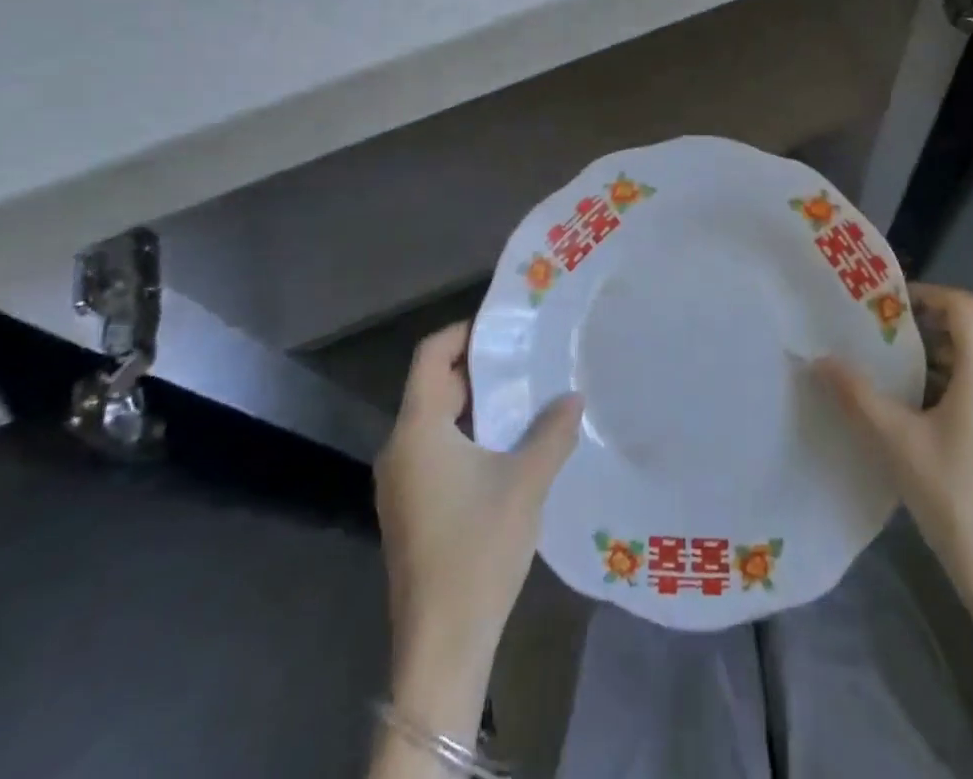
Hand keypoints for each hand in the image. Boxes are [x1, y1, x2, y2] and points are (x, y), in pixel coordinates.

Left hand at [374, 321, 582, 740]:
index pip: (430, 355)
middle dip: (479, 369)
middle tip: (526, 359)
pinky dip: (468, 435)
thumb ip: (552, 431)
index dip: (464, 332)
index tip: (504, 327)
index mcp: (417, 431)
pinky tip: (507, 447)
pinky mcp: (409, 509)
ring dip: (477, 404)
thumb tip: (574, 396)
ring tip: (525, 397)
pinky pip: (436, 449)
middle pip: (433, 386)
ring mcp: (400, 482)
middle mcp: (399, 449)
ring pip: (436, 420)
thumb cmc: (478, 549)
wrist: (441, 644)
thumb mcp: (526, 482)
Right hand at [814, 285, 972, 623]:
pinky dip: (950, 391)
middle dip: (920, 333)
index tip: (886, 304)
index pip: (963, 306)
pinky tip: (917, 418)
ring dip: (933, 365)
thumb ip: (857, 395)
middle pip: (966, 336)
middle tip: (876, 340)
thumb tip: (819, 359)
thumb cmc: (957, 498)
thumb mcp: (896, 442)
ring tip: (889, 378)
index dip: (926, 294)